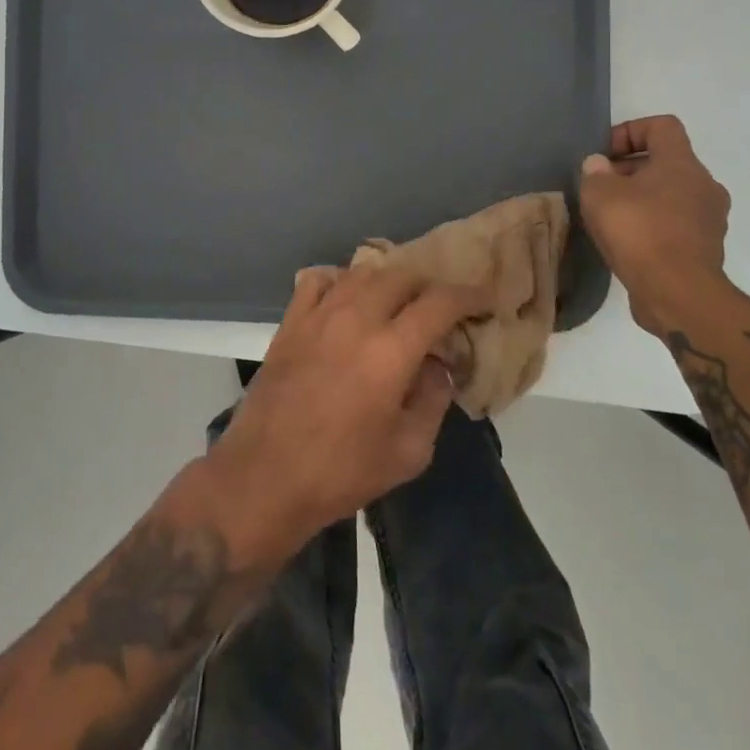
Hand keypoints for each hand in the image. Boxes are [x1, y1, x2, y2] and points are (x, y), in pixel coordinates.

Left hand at [206, 266, 493, 554]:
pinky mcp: (291, 321)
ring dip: (389, 281)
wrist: (265, 477)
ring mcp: (318, 314)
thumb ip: (433, 399)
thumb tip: (438, 364)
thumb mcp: (408, 451)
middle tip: (440, 309)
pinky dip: (341, 280)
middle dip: (429, 286)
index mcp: (390, 351)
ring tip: (399, 302)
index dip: (468, 295)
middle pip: (402, 276)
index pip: (439, 302)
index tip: (484, 300)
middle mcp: (355, 319)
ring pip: (362, 272)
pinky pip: (318, 279)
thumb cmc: (341, 472)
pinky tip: (349, 299)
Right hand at [578, 114, 730, 334]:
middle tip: (600, 188)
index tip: (605, 153)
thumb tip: (599, 166)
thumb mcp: (600, 194)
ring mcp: (709, 220)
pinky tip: (627, 243)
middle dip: (630, 170)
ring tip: (610, 218)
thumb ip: (595, 173)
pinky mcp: (705, 250)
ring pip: (671, 195)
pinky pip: (675, 224)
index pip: (662, 126)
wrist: (678, 295)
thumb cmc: (639, 232)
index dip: (630, 131)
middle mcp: (704, 186)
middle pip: (666, 162)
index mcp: (682, 164)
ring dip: (641, 199)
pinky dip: (652, 226)